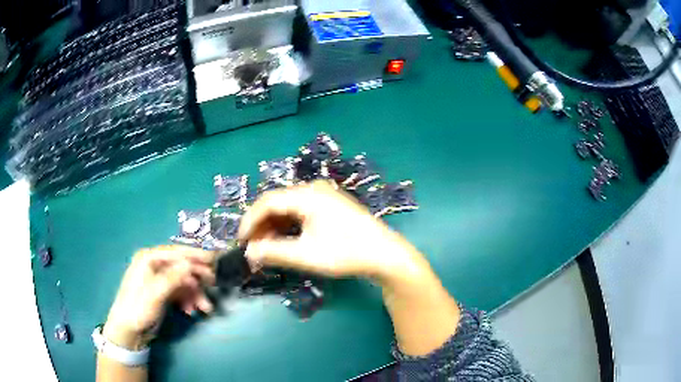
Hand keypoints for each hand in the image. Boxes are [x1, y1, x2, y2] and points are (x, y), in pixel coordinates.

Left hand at [103, 246, 215, 349]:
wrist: (129, 330)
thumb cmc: (138, 308)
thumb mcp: (155, 293)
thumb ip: (172, 277)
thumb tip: (190, 264)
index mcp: (149, 258)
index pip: (176, 252)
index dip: (195, 255)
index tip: (214, 259)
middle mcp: (154, 265)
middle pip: (182, 267)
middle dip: (197, 279)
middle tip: (213, 285)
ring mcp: (159, 279)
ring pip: (183, 281)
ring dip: (195, 293)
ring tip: (205, 308)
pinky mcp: (162, 292)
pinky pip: (180, 291)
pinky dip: (188, 300)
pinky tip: (190, 310)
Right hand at [238, 181, 425, 281]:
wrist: (384, 254)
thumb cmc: (345, 253)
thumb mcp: (306, 255)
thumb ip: (274, 252)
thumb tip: (249, 253)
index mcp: (307, 195)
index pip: (267, 202)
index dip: (250, 220)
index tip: (241, 241)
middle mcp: (314, 189)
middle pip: (278, 202)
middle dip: (262, 225)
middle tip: (254, 247)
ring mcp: (325, 195)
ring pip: (289, 207)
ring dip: (275, 225)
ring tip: (268, 246)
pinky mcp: (332, 205)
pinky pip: (302, 210)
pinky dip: (290, 225)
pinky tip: (287, 240)